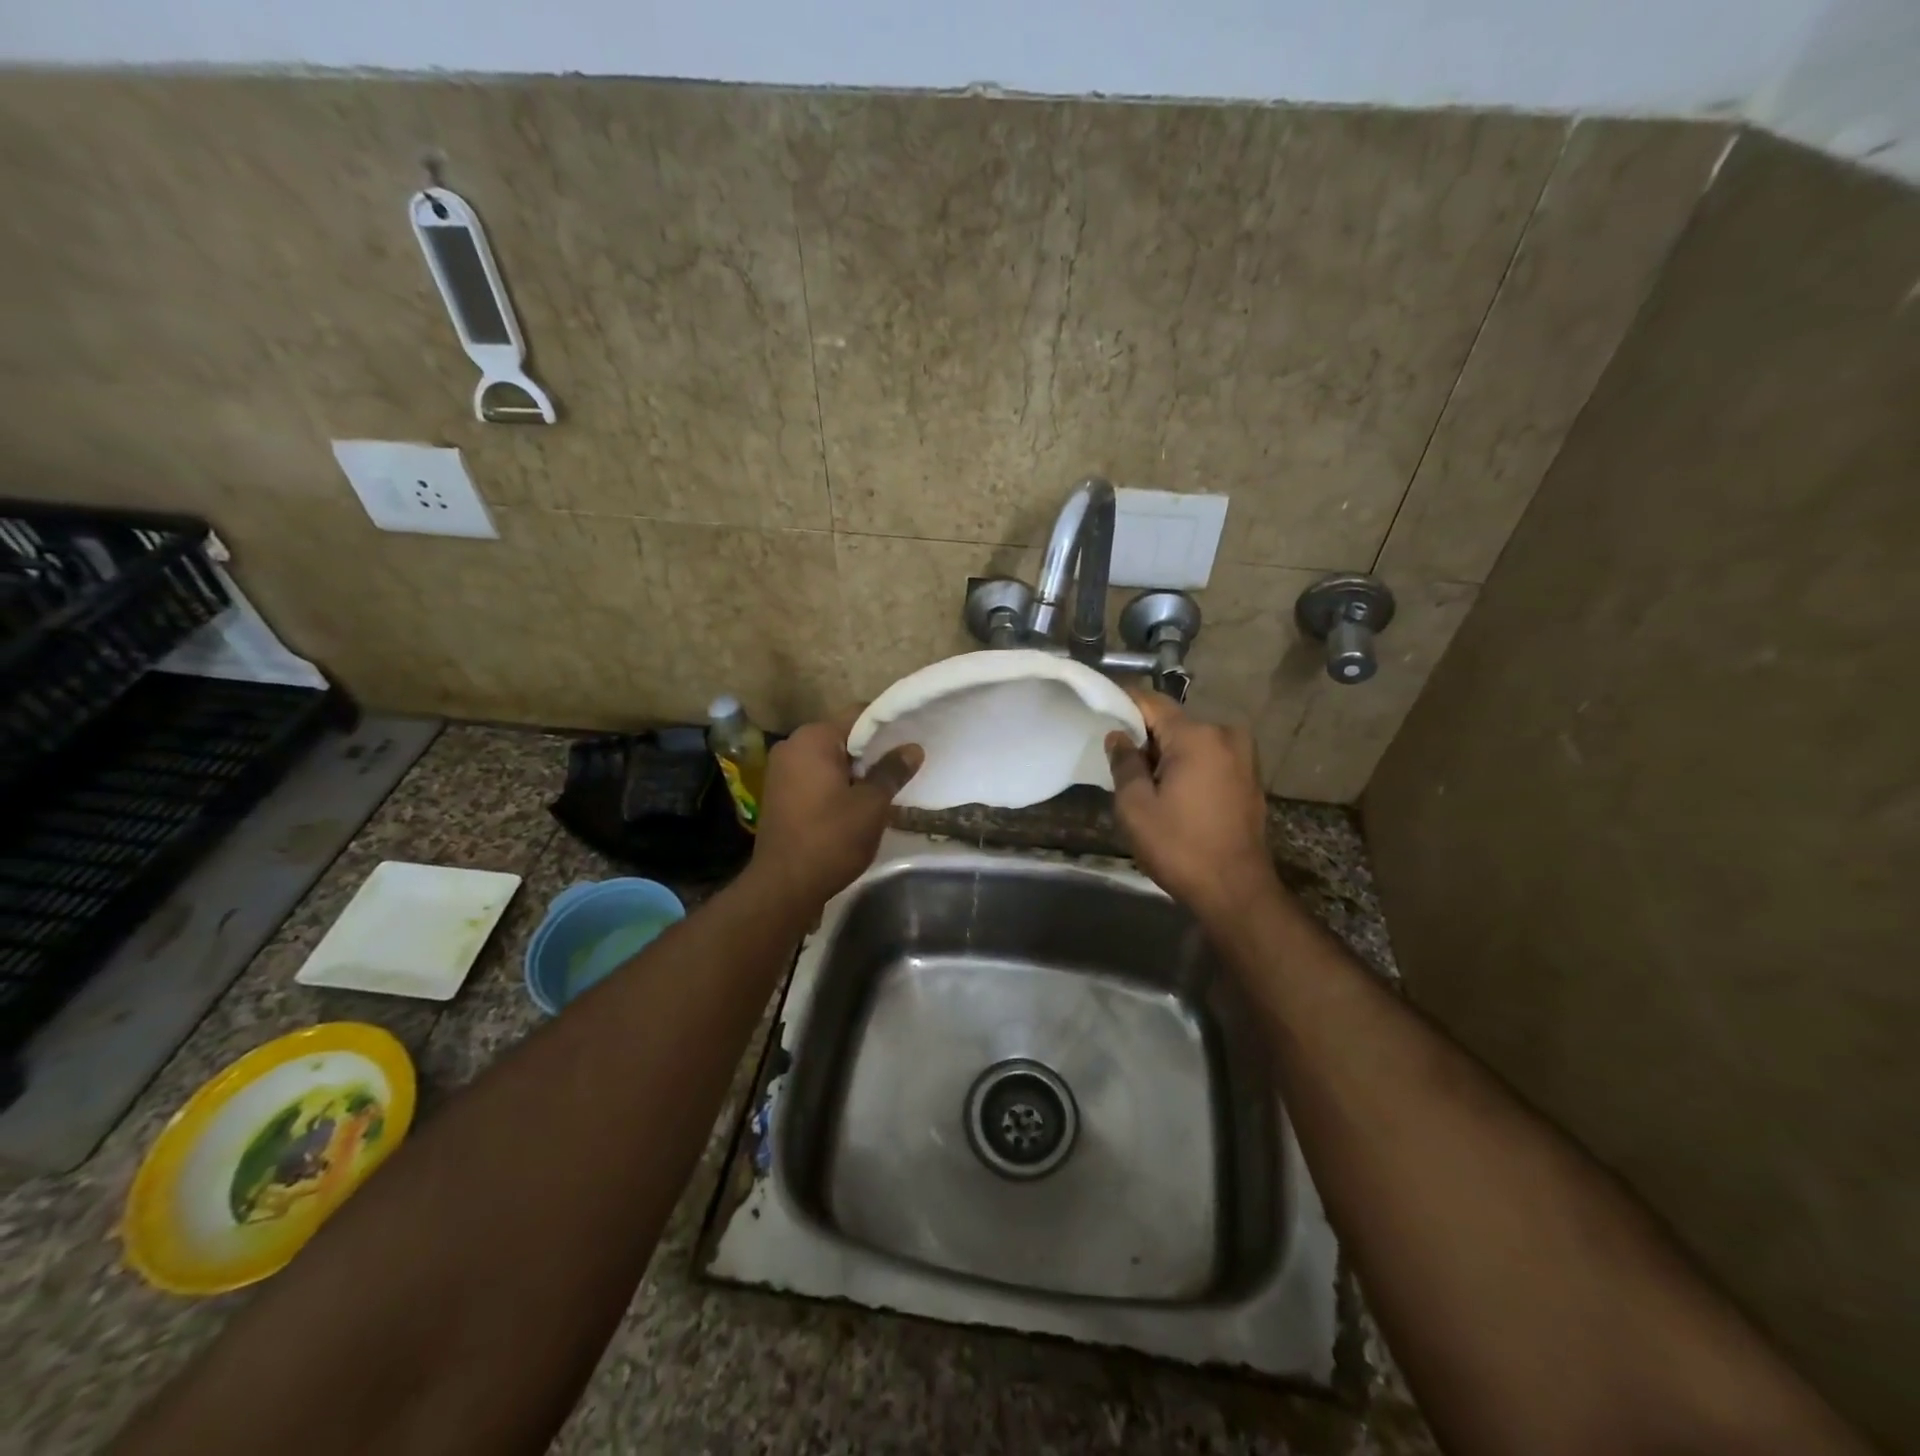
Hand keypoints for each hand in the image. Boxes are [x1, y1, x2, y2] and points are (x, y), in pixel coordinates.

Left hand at [749, 710, 922, 909]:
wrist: (784, 886)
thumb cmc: (831, 838)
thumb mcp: (871, 805)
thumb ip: (892, 771)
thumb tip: (912, 748)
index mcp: (813, 738)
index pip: (859, 715)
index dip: (888, 726)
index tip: (911, 740)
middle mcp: (792, 746)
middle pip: (843, 736)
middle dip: (872, 751)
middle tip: (903, 767)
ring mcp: (781, 770)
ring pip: (829, 759)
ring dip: (855, 770)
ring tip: (885, 787)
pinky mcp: (779, 793)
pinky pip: (815, 776)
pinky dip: (837, 784)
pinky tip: (857, 803)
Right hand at [1105, 692, 1278, 921]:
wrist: (1236, 891)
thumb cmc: (1179, 847)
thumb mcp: (1135, 807)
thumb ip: (1124, 763)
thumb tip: (1119, 737)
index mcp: (1196, 736)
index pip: (1151, 702)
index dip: (1123, 702)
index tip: (1100, 710)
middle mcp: (1225, 735)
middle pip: (1173, 722)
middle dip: (1146, 737)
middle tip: (1120, 762)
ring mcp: (1244, 756)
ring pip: (1192, 741)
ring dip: (1168, 754)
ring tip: (1147, 783)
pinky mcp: (1250, 777)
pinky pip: (1210, 758)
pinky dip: (1189, 766)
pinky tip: (1176, 793)